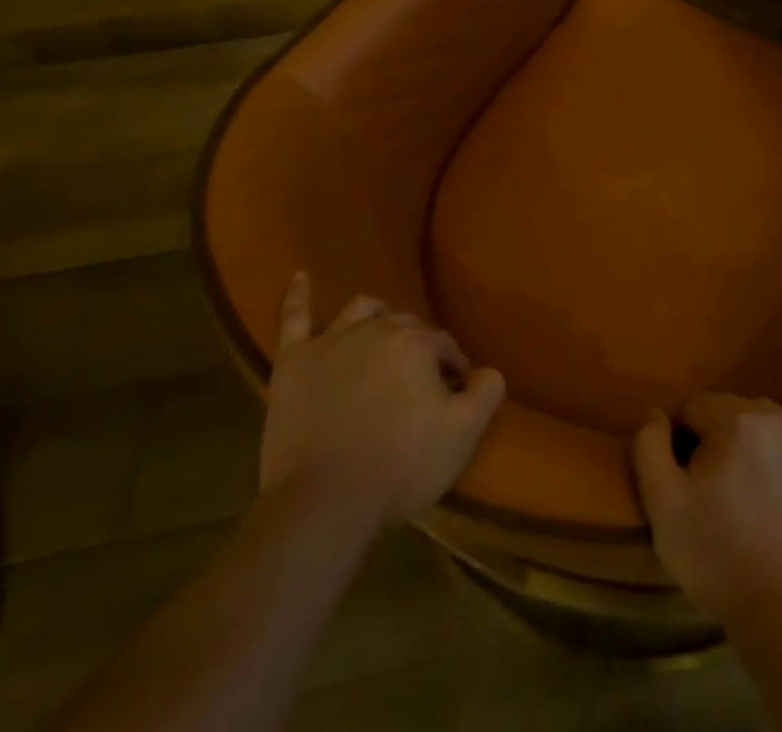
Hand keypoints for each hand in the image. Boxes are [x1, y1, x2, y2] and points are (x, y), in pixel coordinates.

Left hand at [259, 275, 505, 528]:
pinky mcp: (292, 363)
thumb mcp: (463, 433)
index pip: (444, 345)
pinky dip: (298, 295)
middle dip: (417, 347)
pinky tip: (301, 276)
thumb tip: (488, 370)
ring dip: (376, 318)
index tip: (454, 395)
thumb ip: (487, 391)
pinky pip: (293, 318)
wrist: (323, 504)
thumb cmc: (400, 466)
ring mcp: (330, 342)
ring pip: (360, 311)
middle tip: (419, 383)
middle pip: (404, 326)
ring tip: (381, 336)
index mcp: (417, 342)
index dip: (452, 369)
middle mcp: (376, 329)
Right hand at [632, 393, 781, 621]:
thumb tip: (658, 414)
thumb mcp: (663, 503)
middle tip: (718, 490)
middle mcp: (778, 417)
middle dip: (721, 439)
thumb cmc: (716, 554)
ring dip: (756, 448)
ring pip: (770, 428)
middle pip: (734, 411)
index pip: (696, 407)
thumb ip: (650, 446)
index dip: (684, 441)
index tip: (688, 479)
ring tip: (751, 497)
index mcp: (735, 418)